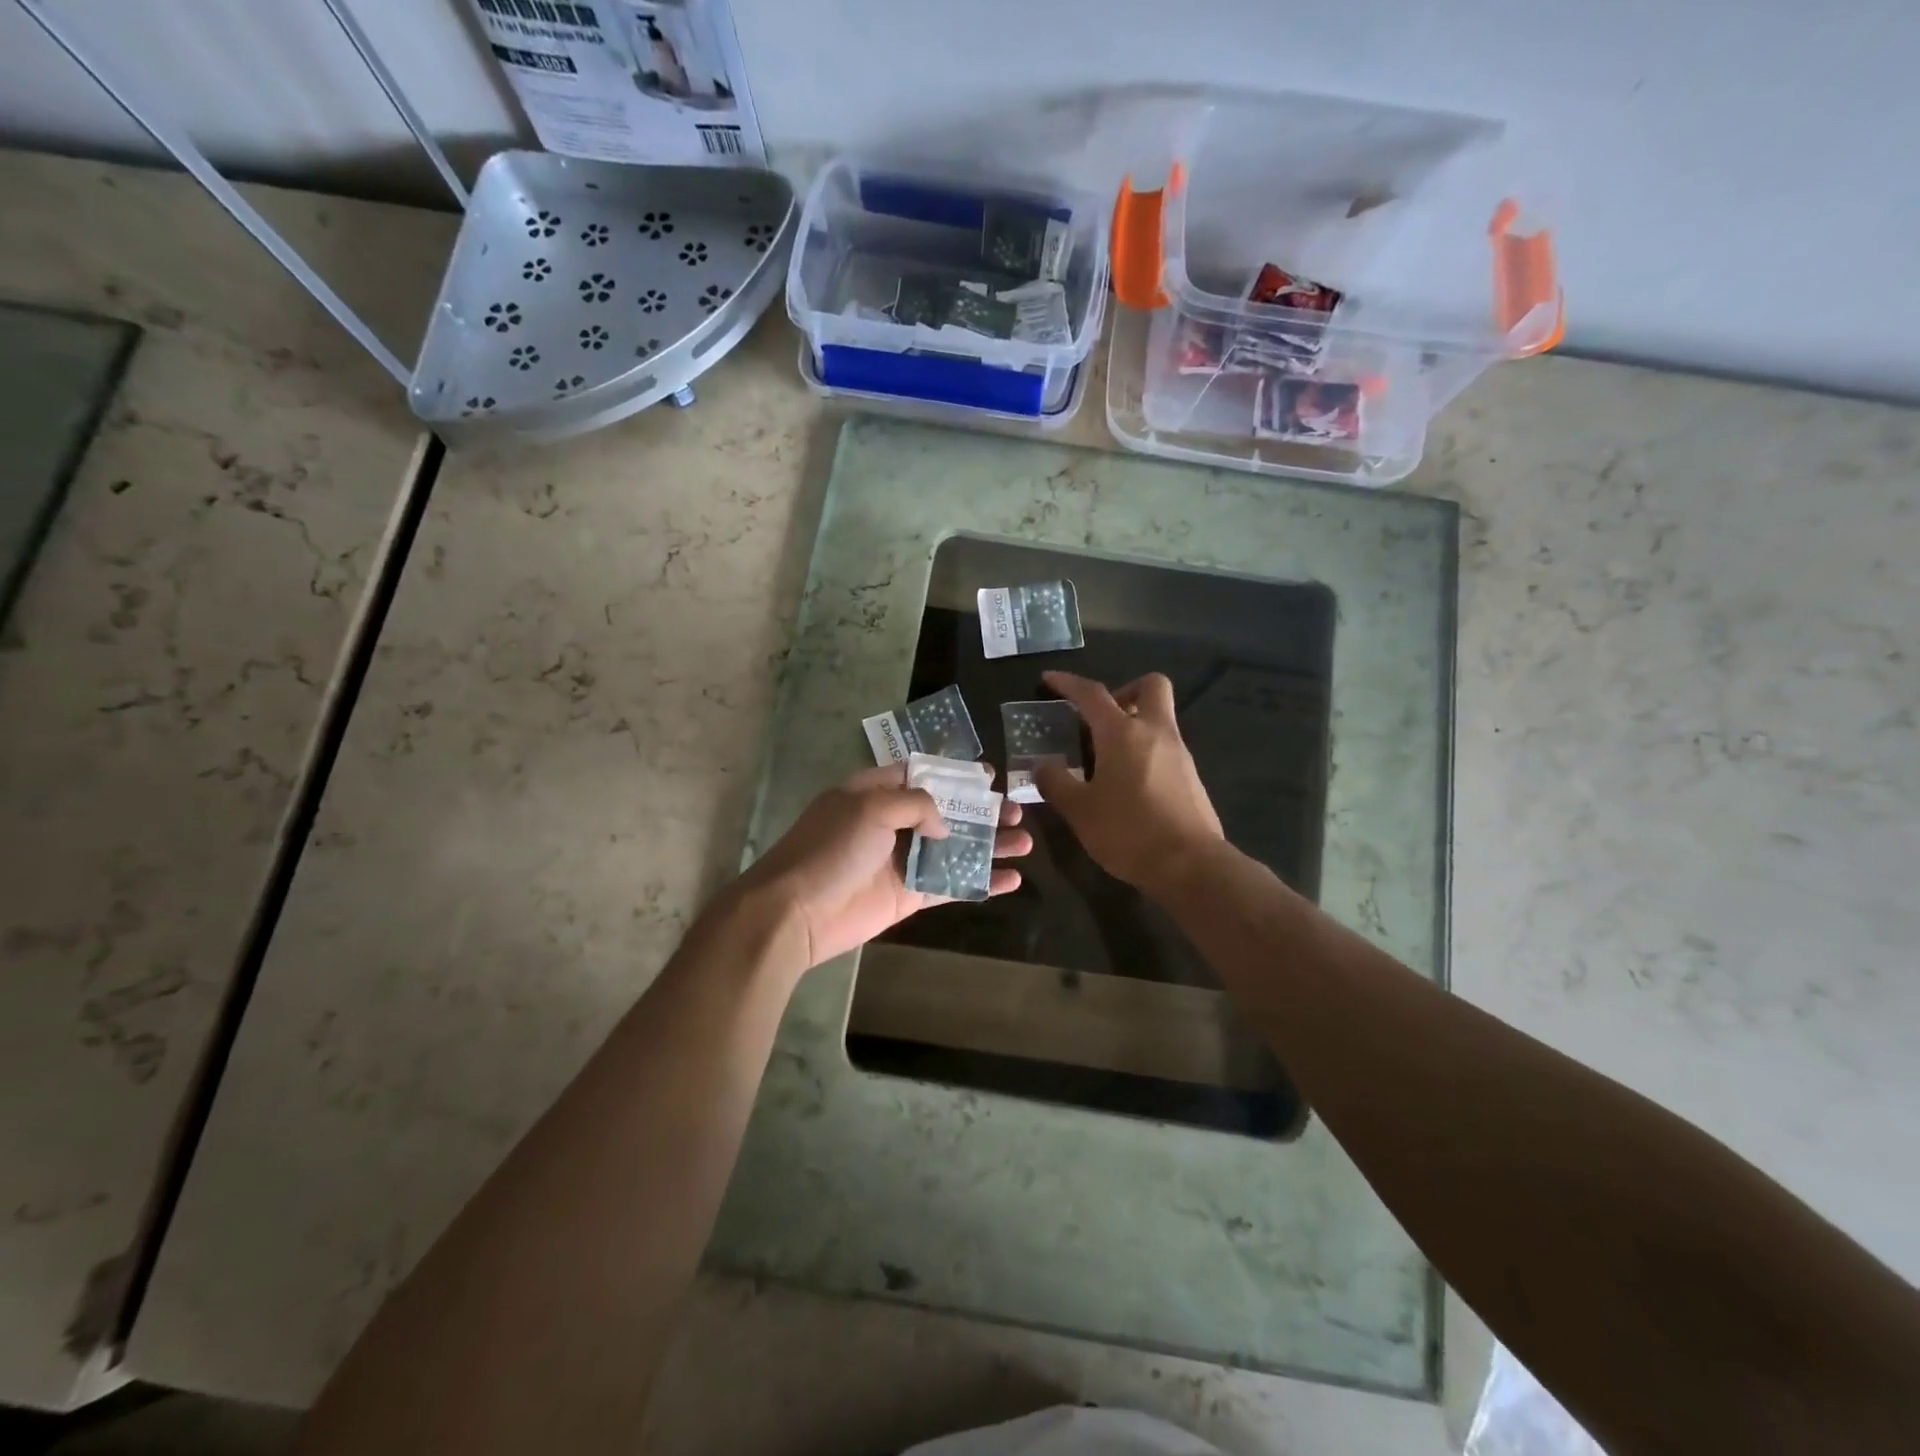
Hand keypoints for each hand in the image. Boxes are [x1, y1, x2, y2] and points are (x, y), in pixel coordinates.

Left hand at [735, 764, 1030, 970]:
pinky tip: (1011, 880)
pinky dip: (980, 882)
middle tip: (1016, 811)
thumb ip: (916, 805)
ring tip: (1025, 841)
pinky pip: (950, 885)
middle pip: (945, 811)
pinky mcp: (908, 895)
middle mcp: (890, 823)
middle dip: (981, 810)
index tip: (989, 774)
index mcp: (873, 793)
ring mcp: (901, 861)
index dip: (954, 773)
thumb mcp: (870, 807)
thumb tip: (943, 825)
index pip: (919, 774)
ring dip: (988, 845)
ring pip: (954, 848)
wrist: (796, 912)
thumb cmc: (831, 848)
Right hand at [1033, 670, 1223, 896]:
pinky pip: (1165, 747)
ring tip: (1104, 760)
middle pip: (1150, 686)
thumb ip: (1056, 783)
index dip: (1068, 683)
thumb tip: (1042, 767)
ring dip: (1133, 725)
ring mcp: (1179, 753)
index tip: (1049, 680)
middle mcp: (1155, 732)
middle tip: (1099, 719)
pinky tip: (1128, 784)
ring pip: (1159, 719)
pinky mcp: (1191, 777)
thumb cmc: (1128, 831)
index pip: (1092, 694)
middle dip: (1124, 691)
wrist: (1190, 865)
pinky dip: (1145, 751)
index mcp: (1123, 733)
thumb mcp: (1079, 810)